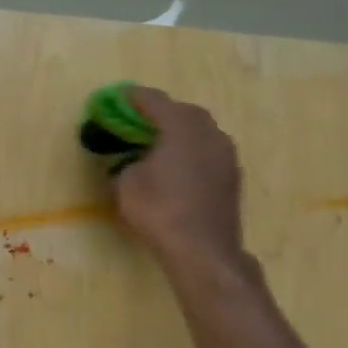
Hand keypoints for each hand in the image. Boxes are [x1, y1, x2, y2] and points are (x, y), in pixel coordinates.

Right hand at [111, 86, 244, 269]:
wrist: (202, 249)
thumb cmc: (160, 209)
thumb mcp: (127, 184)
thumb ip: (127, 164)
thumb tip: (134, 163)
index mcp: (181, 125)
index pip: (154, 100)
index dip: (132, 98)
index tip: (116, 97)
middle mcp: (209, 131)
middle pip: (182, 112)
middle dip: (159, 113)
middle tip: (137, 122)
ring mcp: (226, 153)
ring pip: (198, 132)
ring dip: (178, 133)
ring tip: (157, 145)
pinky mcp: (232, 175)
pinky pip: (206, 153)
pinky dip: (190, 153)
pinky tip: (176, 168)